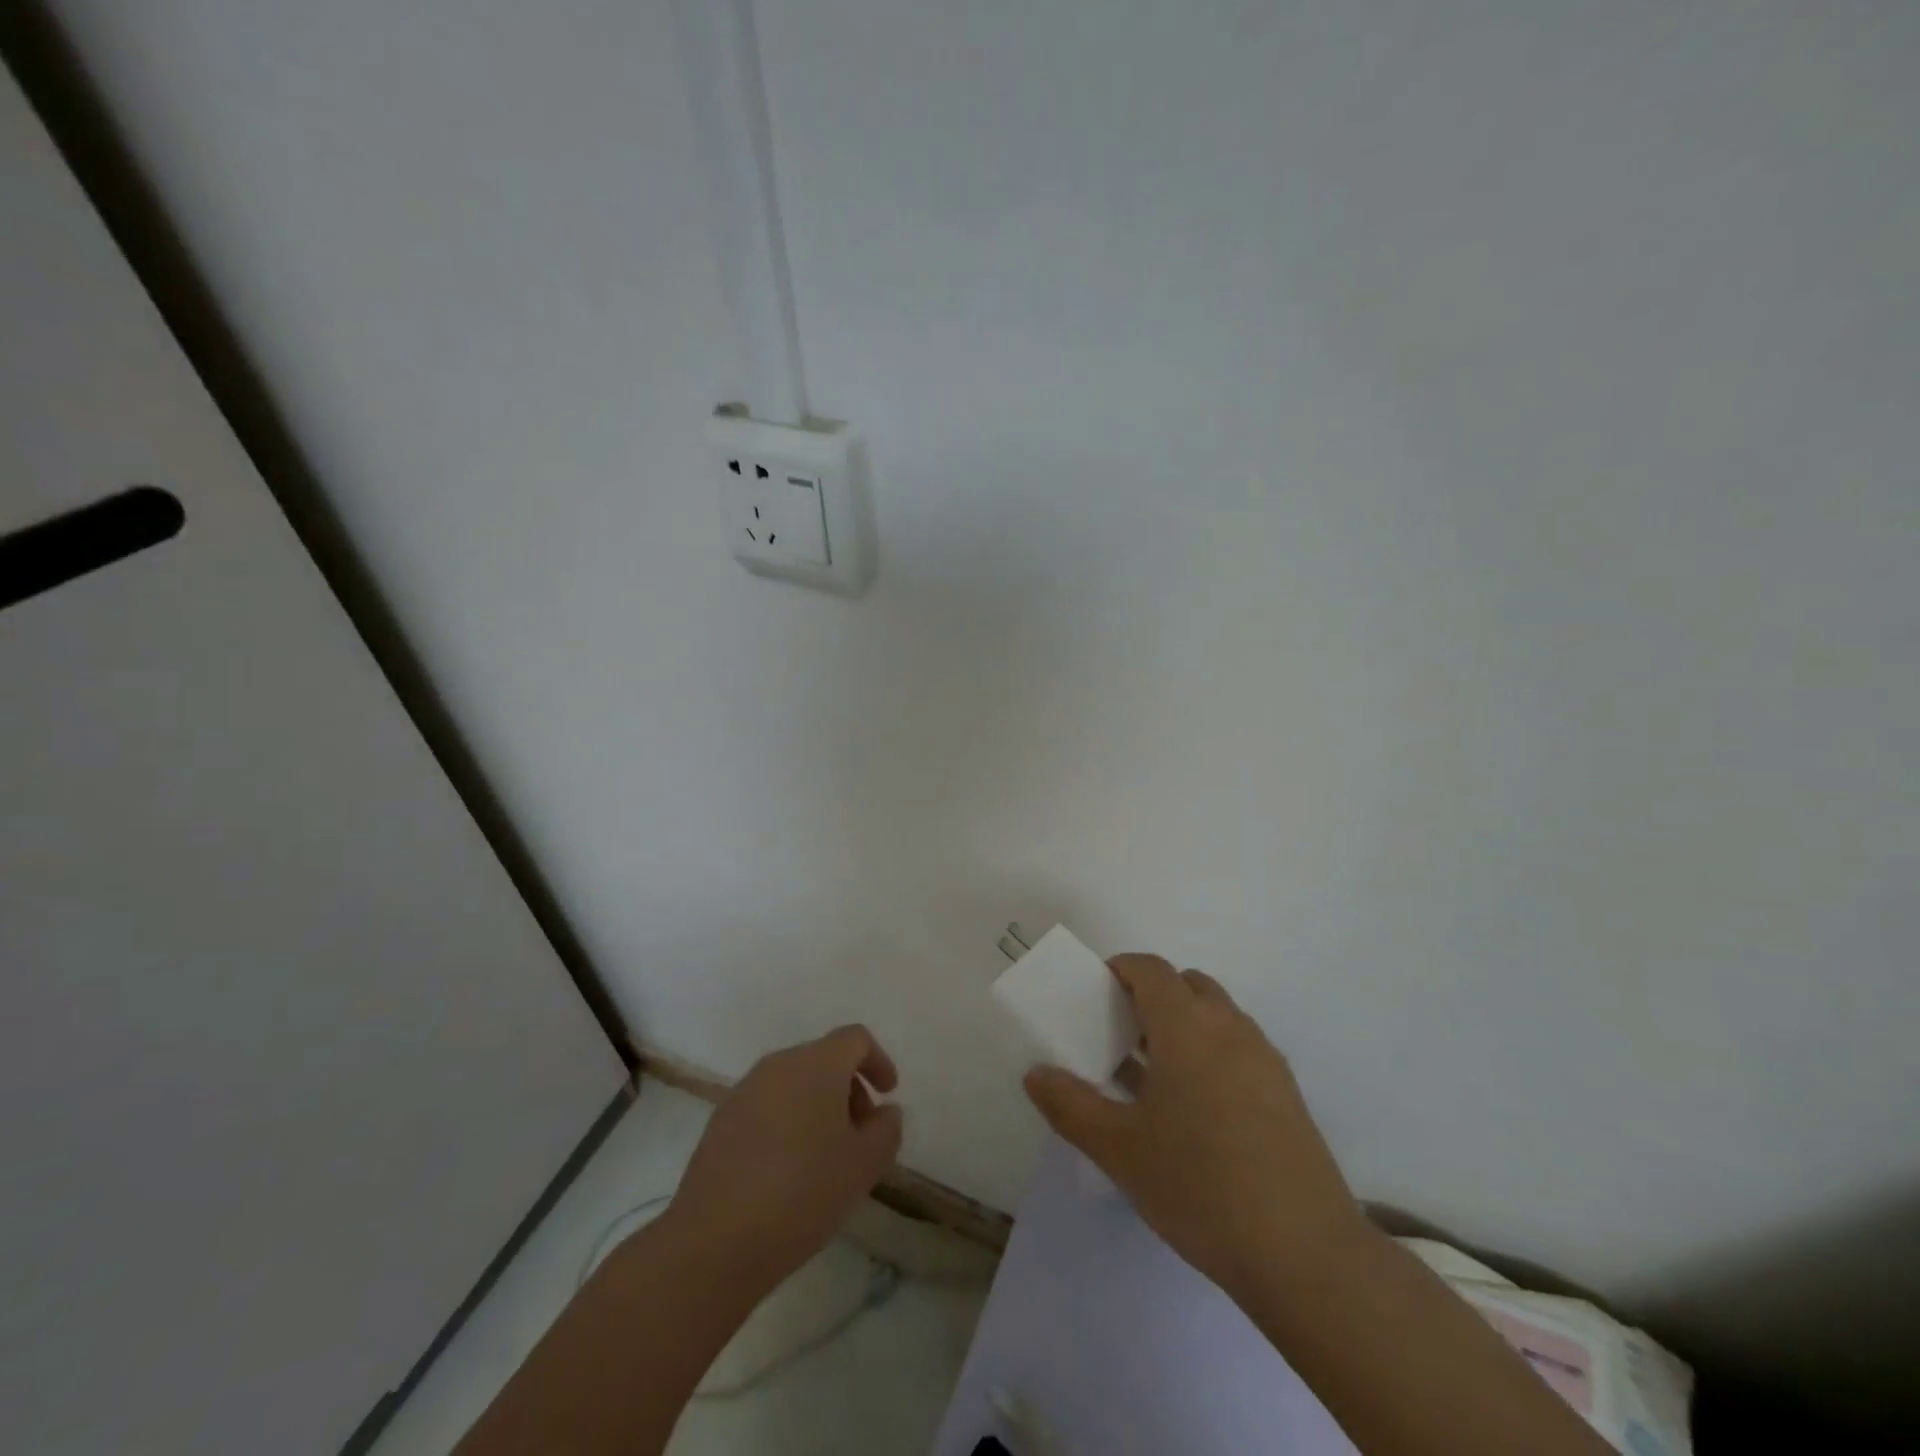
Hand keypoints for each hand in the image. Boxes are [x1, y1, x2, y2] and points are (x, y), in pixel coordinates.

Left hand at [667, 1025, 903, 1292]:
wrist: (715, 1240)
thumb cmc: (803, 1192)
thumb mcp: (864, 1165)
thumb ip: (886, 1129)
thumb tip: (884, 1111)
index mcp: (816, 1064)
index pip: (854, 1039)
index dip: (878, 1060)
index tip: (888, 1094)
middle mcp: (778, 1064)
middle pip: (823, 1058)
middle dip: (849, 1087)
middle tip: (861, 1132)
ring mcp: (744, 1091)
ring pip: (793, 1082)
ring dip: (818, 1105)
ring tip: (826, 1155)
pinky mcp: (720, 1121)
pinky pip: (767, 1105)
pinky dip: (788, 1120)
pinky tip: (788, 1168)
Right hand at [1023, 955, 1363, 1298]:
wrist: (1306, 1254)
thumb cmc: (1200, 1186)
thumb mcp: (1120, 1150)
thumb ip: (1070, 1105)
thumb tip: (1035, 1074)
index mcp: (1187, 1026)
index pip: (1150, 969)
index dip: (1119, 969)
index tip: (1095, 995)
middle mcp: (1229, 1027)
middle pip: (1186, 984)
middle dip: (1152, 996)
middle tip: (1121, 1035)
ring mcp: (1264, 1058)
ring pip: (1217, 1016)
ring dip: (1183, 1025)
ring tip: (1154, 1076)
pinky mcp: (1287, 1092)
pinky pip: (1239, 1048)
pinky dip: (1211, 1053)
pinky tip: (1196, 1111)